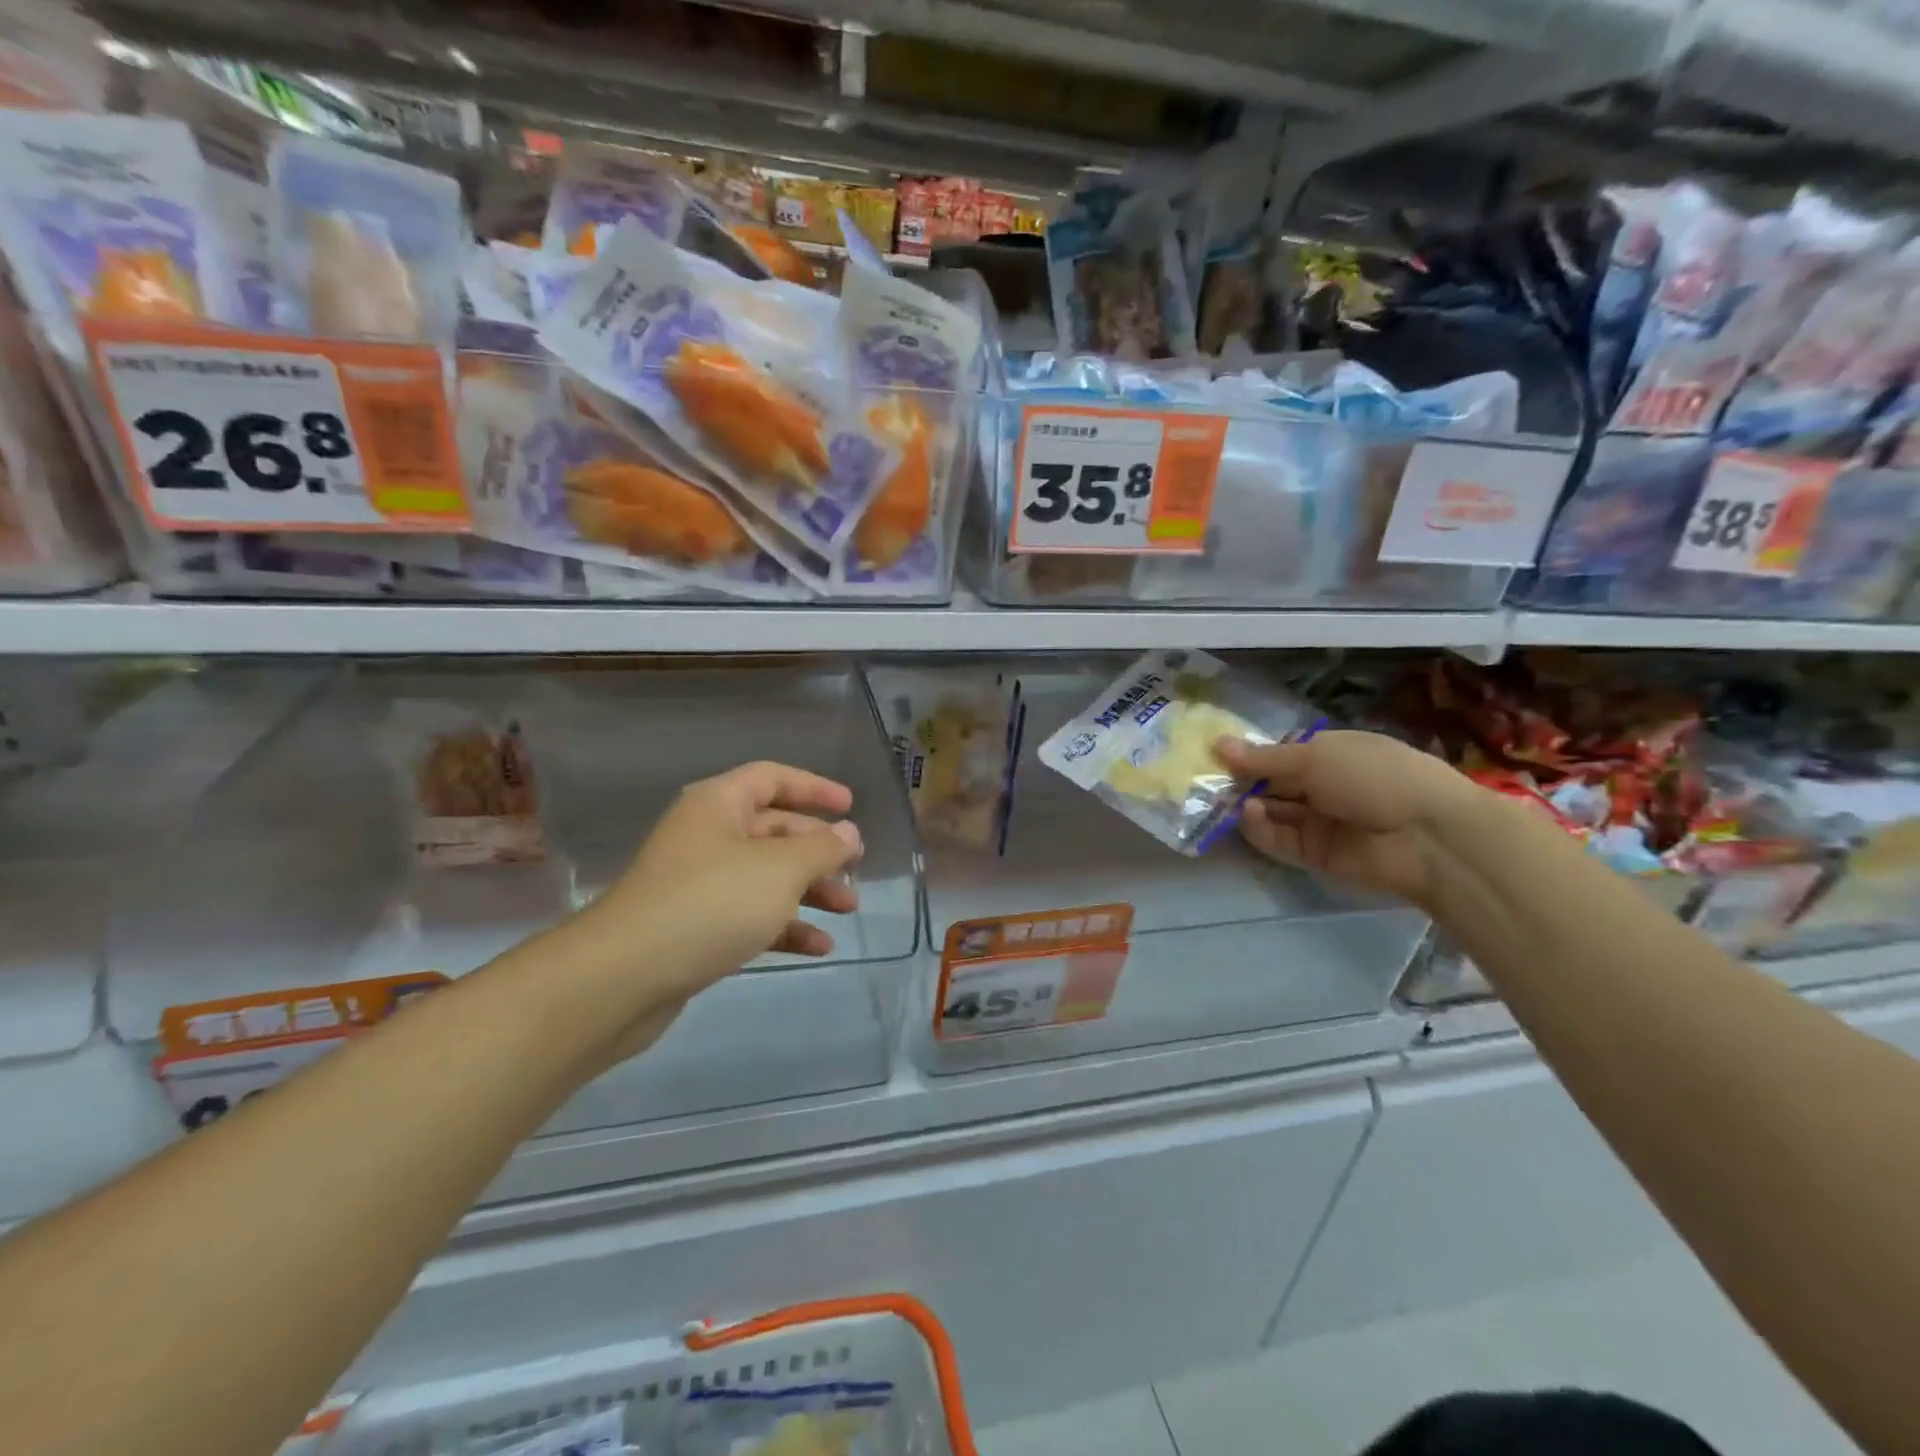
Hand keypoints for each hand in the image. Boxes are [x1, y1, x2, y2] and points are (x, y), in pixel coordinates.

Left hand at [553, 761, 862, 1063]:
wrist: (624, 978)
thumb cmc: (710, 903)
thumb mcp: (780, 870)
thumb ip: (822, 848)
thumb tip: (848, 833)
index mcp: (719, 805)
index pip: (772, 778)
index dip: (813, 787)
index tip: (849, 806)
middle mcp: (707, 836)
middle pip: (773, 830)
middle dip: (818, 849)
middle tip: (855, 867)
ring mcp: (698, 884)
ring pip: (765, 876)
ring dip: (809, 890)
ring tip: (847, 909)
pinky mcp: (695, 928)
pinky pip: (750, 916)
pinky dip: (784, 926)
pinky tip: (818, 947)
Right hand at [1214, 731, 1474, 909]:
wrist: (1428, 836)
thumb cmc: (1374, 775)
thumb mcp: (1316, 755)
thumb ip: (1264, 758)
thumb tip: (1219, 744)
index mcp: (1332, 752)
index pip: (1282, 752)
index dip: (1251, 754)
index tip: (1216, 754)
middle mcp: (1324, 785)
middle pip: (1272, 783)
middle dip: (1241, 781)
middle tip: (1205, 780)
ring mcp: (1320, 821)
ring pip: (1271, 812)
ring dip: (1246, 804)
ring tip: (1222, 800)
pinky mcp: (1315, 854)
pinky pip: (1278, 839)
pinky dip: (1260, 828)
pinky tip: (1247, 815)